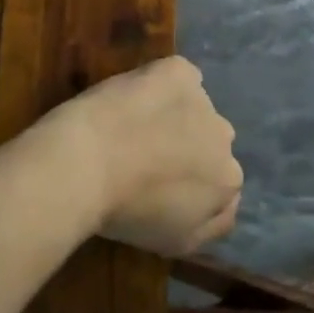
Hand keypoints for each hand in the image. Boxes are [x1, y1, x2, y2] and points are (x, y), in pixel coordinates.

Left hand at [55, 56, 241, 256]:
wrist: (86, 163)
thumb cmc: (126, 212)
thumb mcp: (175, 243)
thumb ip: (211, 225)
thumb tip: (222, 205)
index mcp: (227, 181)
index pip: (219, 180)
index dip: (188, 179)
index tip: (159, 182)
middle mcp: (224, 137)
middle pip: (209, 139)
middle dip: (186, 144)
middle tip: (146, 152)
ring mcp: (202, 98)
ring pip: (194, 105)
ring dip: (174, 113)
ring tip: (133, 124)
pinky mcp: (178, 70)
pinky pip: (179, 75)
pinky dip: (163, 83)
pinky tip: (137, 95)